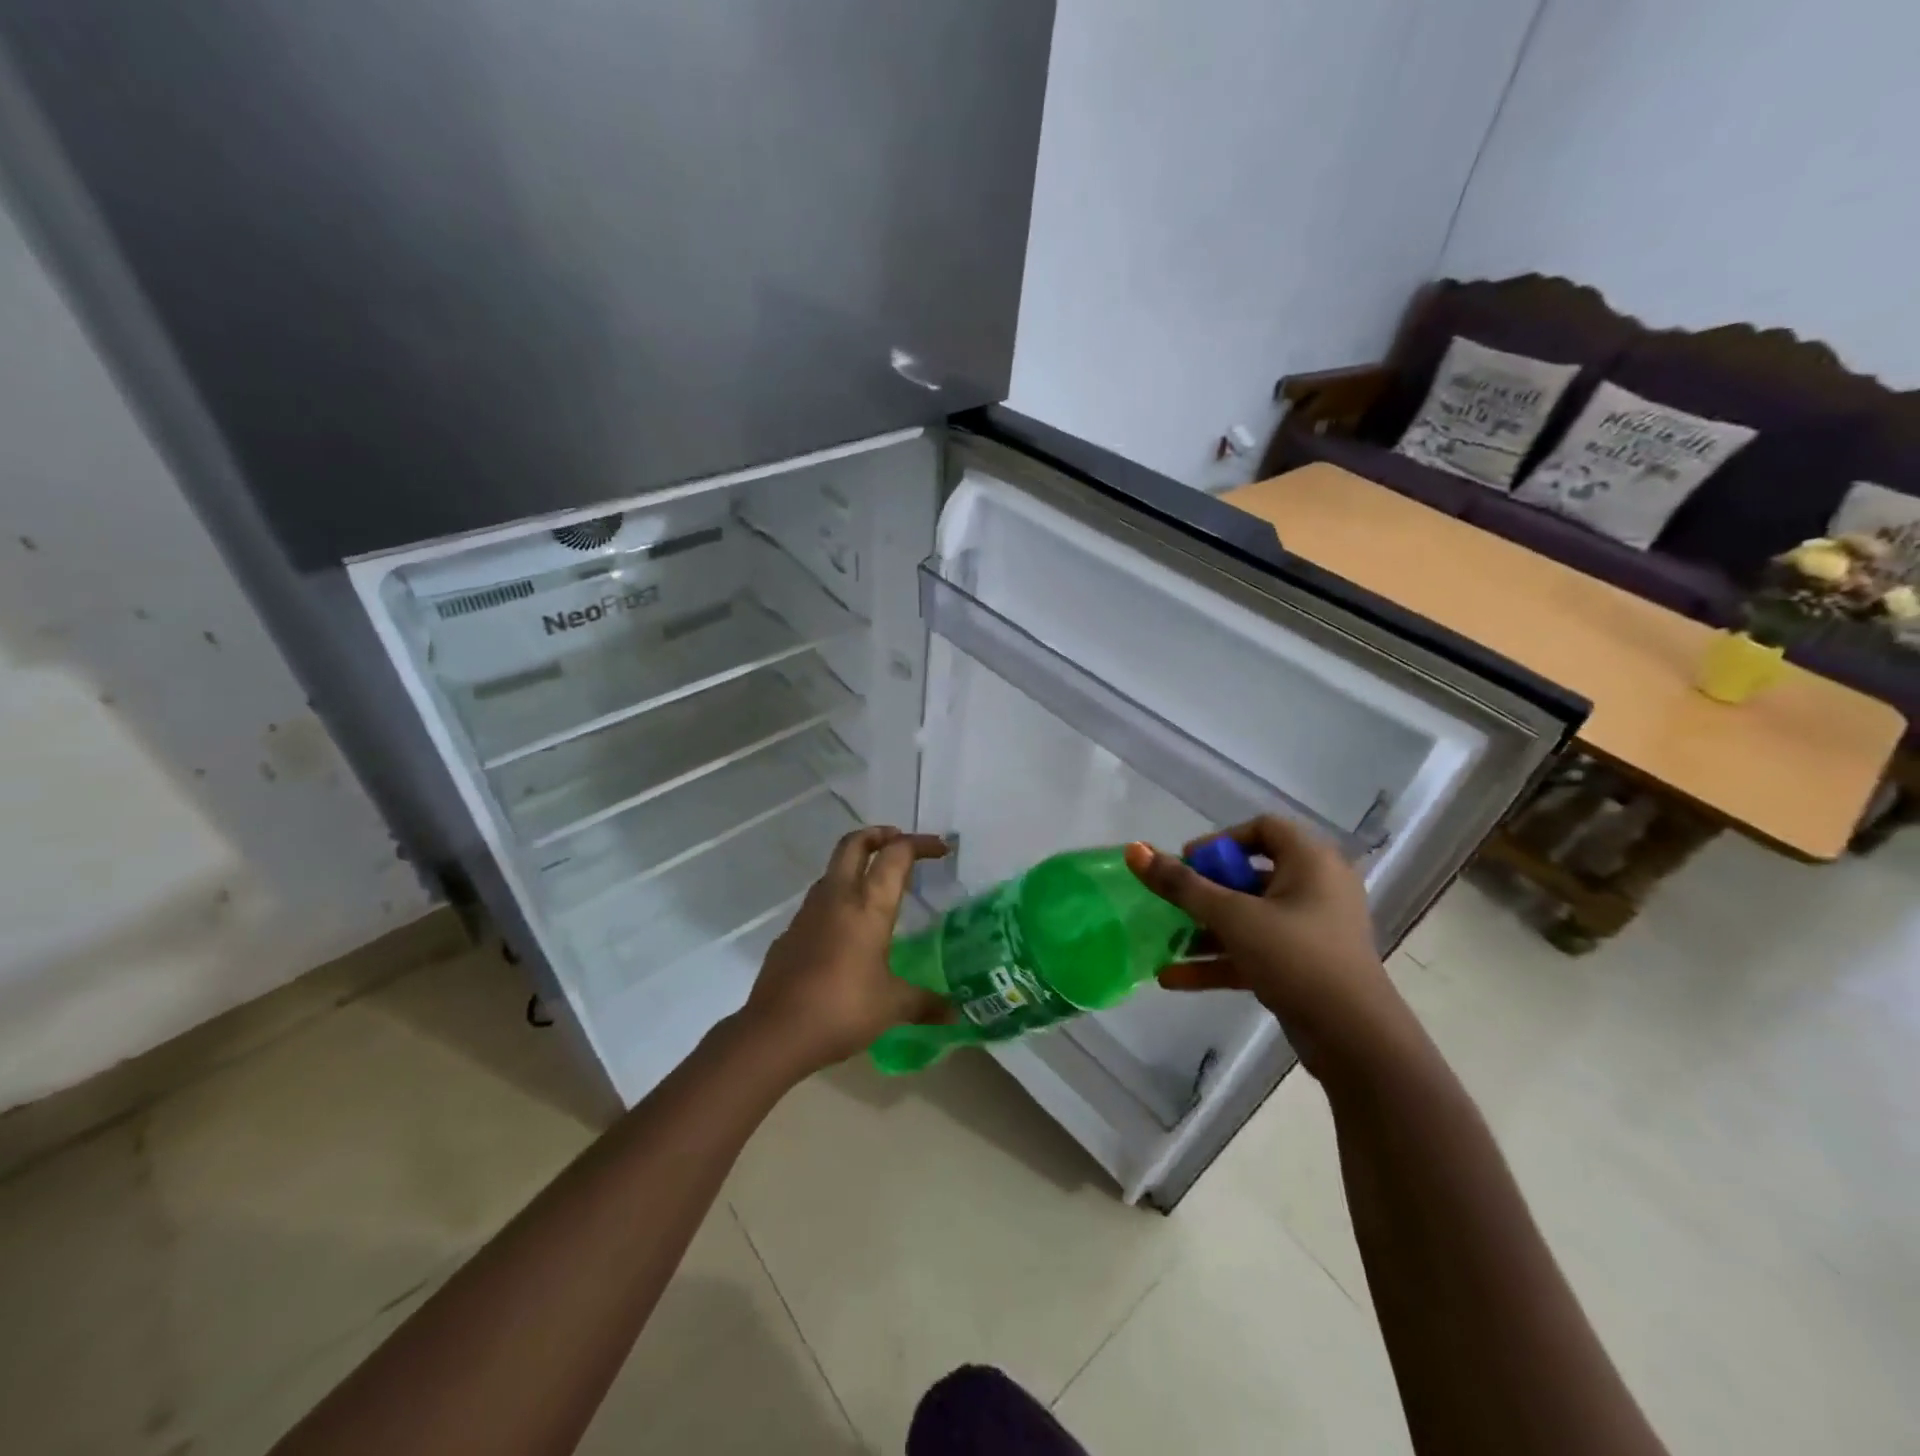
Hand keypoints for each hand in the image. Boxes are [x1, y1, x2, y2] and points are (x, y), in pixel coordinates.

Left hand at [738, 826, 949, 1078]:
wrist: (775, 1032)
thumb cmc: (842, 1009)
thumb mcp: (892, 1006)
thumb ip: (925, 1003)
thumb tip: (954, 1012)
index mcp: (869, 905)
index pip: (896, 855)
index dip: (920, 844)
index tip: (941, 848)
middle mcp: (837, 897)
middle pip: (854, 844)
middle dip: (879, 835)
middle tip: (899, 842)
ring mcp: (808, 913)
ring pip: (832, 870)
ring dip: (855, 865)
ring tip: (876, 886)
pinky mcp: (790, 933)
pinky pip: (818, 903)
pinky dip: (837, 900)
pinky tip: (847, 931)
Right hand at [1124, 817, 1406, 1079]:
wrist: (1354, 1040)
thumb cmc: (1296, 958)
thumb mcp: (1233, 917)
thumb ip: (1181, 885)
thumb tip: (1134, 849)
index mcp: (1311, 862)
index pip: (1262, 829)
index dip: (1220, 841)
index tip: (1188, 864)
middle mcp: (1316, 888)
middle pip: (1249, 874)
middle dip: (1205, 891)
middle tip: (1172, 902)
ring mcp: (1311, 930)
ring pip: (1249, 917)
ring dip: (1205, 929)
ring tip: (1165, 941)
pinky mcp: (1304, 966)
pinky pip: (1255, 951)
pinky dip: (1220, 960)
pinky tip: (1173, 978)